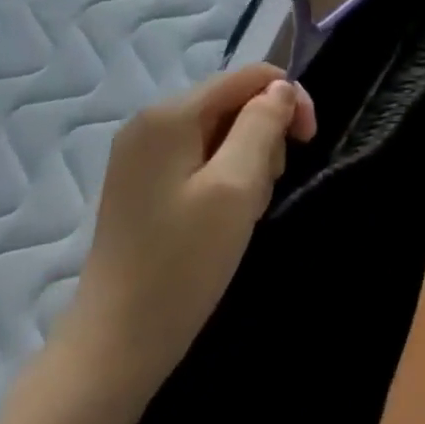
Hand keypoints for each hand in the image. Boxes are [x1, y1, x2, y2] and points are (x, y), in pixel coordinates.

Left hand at [61, 64, 315, 399]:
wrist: (115, 346)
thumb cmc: (182, 264)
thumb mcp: (237, 187)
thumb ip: (263, 125)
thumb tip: (281, 89)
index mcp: (169, 115)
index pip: (247, 77)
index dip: (288, 99)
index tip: (309, 141)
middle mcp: (150, 123)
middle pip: (233, 103)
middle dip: (264, 137)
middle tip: (264, 191)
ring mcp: (141, 155)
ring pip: (221, 133)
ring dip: (248, 162)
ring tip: (244, 211)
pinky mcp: (142, 185)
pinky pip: (200, 158)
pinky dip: (225, 179)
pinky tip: (224, 217)